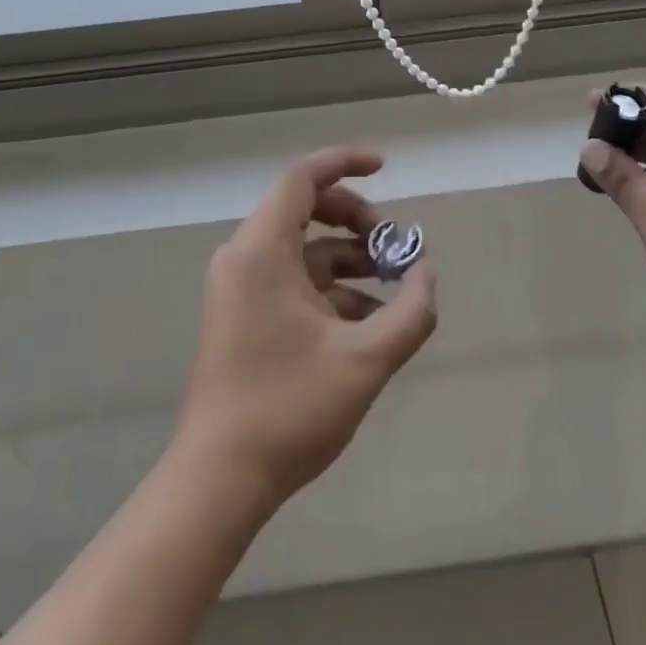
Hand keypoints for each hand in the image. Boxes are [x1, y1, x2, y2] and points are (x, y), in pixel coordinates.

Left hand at [175, 147, 437, 505]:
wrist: (218, 481)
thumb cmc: (288, 408)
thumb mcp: (365, 359)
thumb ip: (410, 312)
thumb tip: (427, 274)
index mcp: (262, 249)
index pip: (303, 177)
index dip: (346, 163)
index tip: (386, 168)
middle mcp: (245, 257)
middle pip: (306, 208)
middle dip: (357, 220)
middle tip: (395, 247)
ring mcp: (241, 288)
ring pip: (304, 249)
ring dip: (350, 258)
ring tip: (394, 287)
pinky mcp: (244, 315)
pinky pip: (293, 280)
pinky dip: (332, 287)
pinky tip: (369, 320)